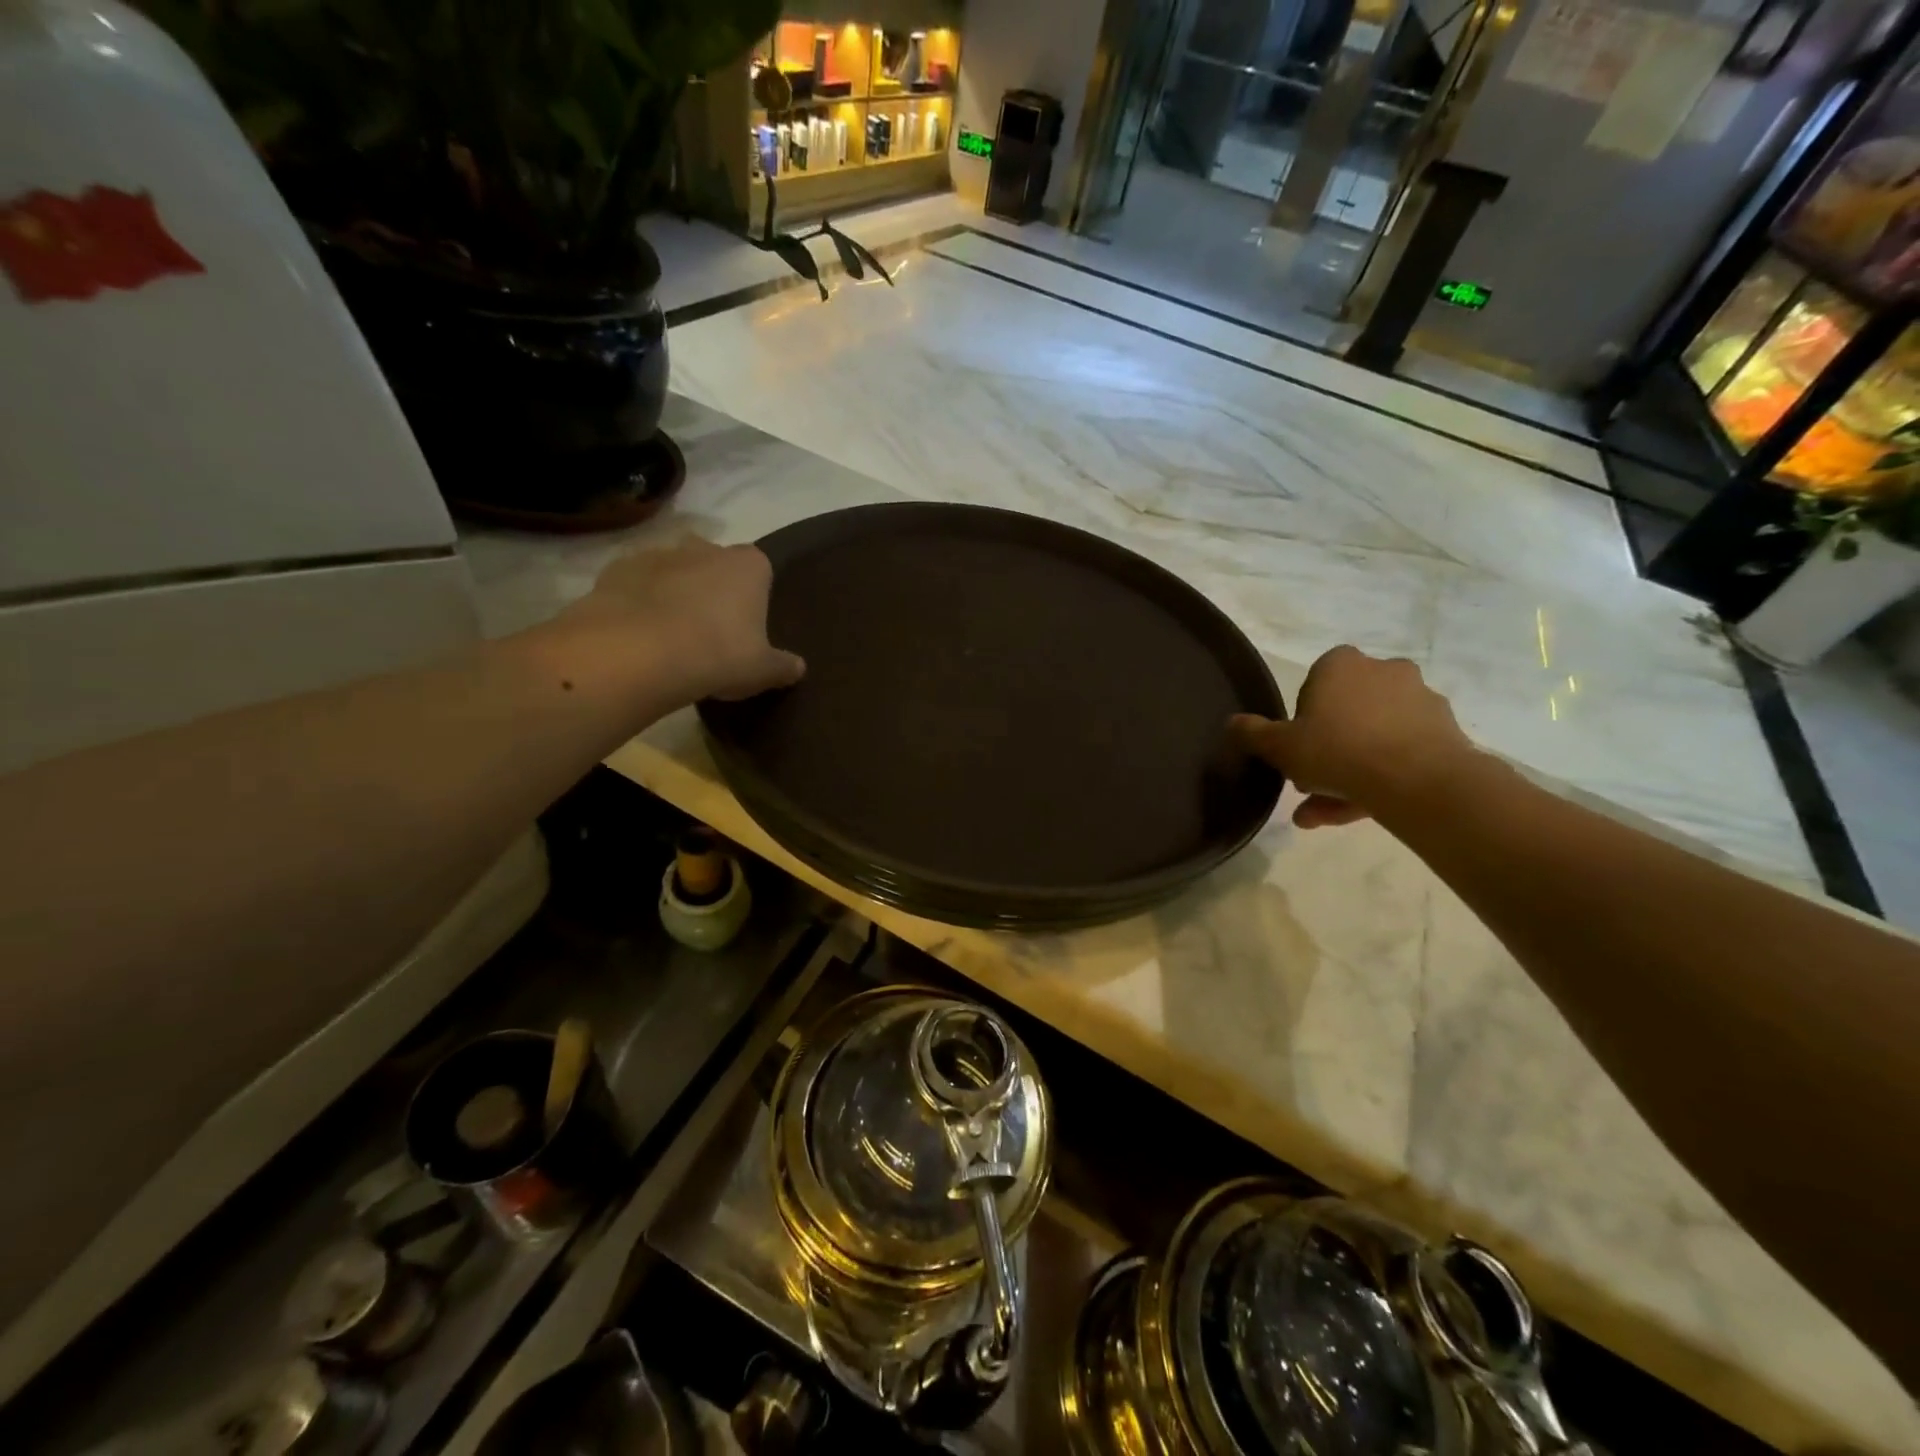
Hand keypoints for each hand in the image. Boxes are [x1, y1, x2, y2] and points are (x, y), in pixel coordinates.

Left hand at [561, 538, 804, 703]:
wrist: (640, 654)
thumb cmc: (718, 655)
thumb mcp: (762, 671)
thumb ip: (783, 666)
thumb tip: (798, 668)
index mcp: (749, 565)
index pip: (760, 569)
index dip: (755, 595)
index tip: (748, 625)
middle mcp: (706, 548)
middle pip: (715, 562)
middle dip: (713, 587)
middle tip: (711, 630)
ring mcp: (659, 554)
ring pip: (673, 570)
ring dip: (674, 592)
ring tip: (671, 636)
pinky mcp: (617, 569)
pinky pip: (635, 584)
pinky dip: (638, 602)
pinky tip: (638, 635)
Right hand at [1230, 646, 1476, 828]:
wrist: (1417, 780)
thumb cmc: (1337, 750)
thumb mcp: (1279, 746)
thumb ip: (1252, 733)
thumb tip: (1232, 723)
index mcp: (1341, 664)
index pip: (1313, 685)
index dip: (1301, 720)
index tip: (1297, 748)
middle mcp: (1383, 671)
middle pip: (1346, 713)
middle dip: (1325, 751)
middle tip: (1308, 786)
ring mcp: (1419, 700)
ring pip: (1373, 737)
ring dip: (1348, 772)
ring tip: (1324, 814)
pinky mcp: (1444, 731)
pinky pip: (1401, 753)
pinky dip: (1380, 778)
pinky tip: (1361, 811)